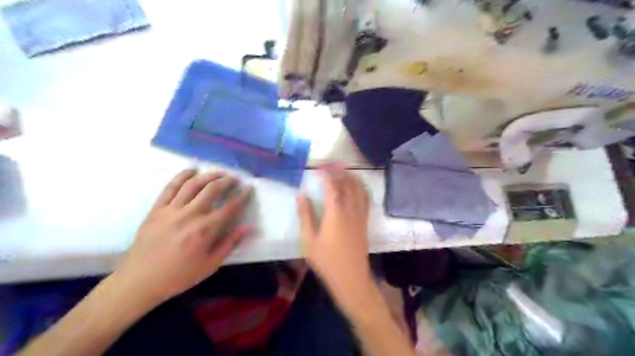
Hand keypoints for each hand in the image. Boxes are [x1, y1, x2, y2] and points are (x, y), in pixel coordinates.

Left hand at [114, 168, 253, 302]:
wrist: (140, 280)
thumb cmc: (180, 275)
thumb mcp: (211, 264)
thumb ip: (230, 243)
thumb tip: (249, 227)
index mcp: (205, 230)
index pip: (230, 207)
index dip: (242, 196)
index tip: (248, 189)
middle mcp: (190, 215)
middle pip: (212, 190)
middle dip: (227, 181)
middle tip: (234, 178)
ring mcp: (171, 210)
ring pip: (193, 184)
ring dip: (208, 175)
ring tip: (218, 172)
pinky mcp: (157, 209)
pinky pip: (170, 187)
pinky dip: (182, 176)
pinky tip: (192, 170)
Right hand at [296, 169, 372, 309]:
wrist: (351, 278)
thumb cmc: (326, 261)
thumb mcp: (309, 240)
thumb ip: (305, 215)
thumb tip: (301, 195)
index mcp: (335, 212)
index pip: (332, 185)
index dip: (326, 174)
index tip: (319, 167)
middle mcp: (350, 209)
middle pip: (348, 184)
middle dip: (340, 172)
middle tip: (331, 166)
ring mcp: (360, 215)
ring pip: (360, 189)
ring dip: (353, 177)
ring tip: (345, 171)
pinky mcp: (365, 222)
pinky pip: (366, 199)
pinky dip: (362, 188)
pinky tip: (357, 188)